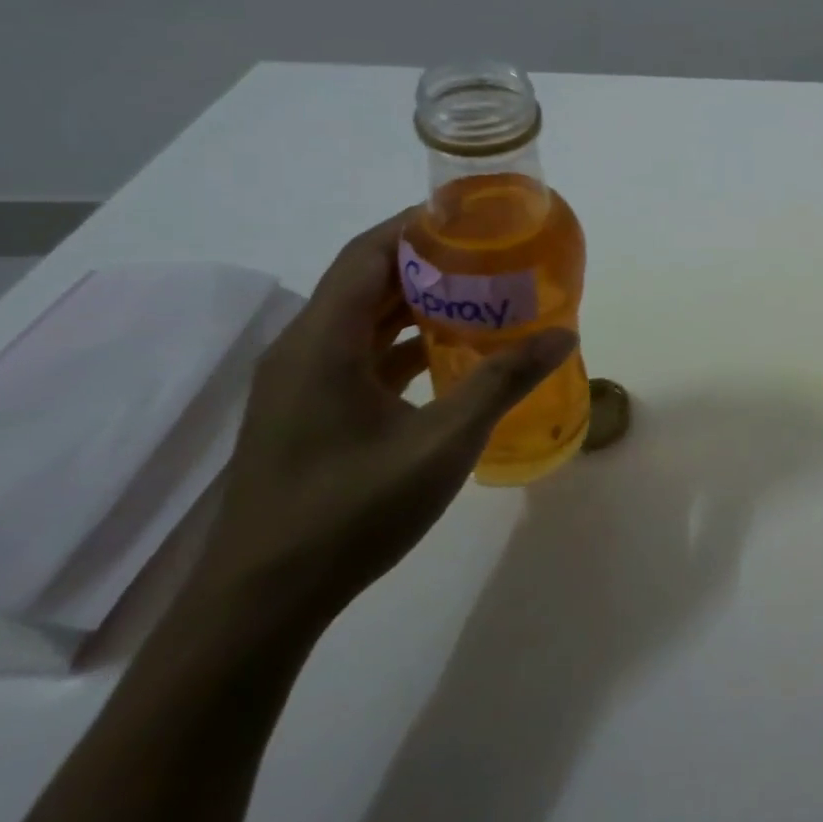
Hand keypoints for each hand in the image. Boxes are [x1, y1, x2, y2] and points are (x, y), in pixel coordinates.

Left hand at [190, 210, 576, 632]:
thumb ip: (503, 382)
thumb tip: (562, 335)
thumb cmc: (350, 512)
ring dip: (416, 304)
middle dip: (429, 263)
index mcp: (322, 342)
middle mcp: (302, 350)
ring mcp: (299, 385)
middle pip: (366, 281)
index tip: (473, 217)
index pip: (368, 253)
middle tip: (493, 257)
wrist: (260, 604)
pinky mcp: (305, 413)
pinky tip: (447, 358)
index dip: (417, 226)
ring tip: (481, 298)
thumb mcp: (442, 443)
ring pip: (362, 320)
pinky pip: (357, 355)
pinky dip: (402, 344)